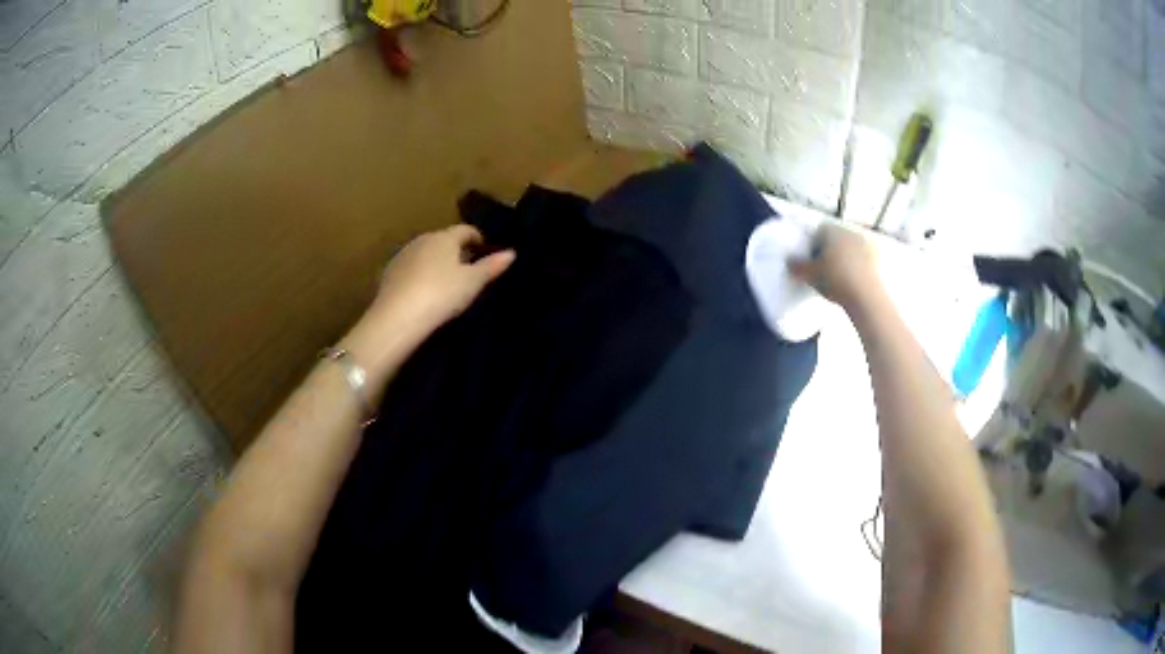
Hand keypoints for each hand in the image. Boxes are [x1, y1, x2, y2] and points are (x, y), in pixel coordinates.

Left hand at [376, 224, 514, 325]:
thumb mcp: (472, 283)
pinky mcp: (389, 274)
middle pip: (443, 240)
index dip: (477, 238)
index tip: (486, 251)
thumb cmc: (441, 294)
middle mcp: (422, 240)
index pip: (465, 230)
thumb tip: (511, 253)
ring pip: (425, 254)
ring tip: (446, 283)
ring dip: (436, 263)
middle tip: (468, 270)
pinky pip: (410, 269)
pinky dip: (420, 275)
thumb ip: (491, 267)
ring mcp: (402, 256)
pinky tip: (424, 293)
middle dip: (456, 251)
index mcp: (444, 237)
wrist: (397, 317)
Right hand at [789, 223, 880, 311]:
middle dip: (830, 250)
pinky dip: (858, 266)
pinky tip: (854, 281)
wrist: (866, 296)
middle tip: (825, 269)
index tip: (811, 260)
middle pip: (835, 238)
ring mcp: (866, 243)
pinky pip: (863, 259)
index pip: (818, 231)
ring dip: (845, 257)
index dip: (813, 244)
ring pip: (850, 248)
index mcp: (832, 230)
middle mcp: (849, 231)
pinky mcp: (878, 257)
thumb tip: (788, 261)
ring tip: (840, 277)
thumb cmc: (835, 280)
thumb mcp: (810, 275)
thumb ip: (797, 267)